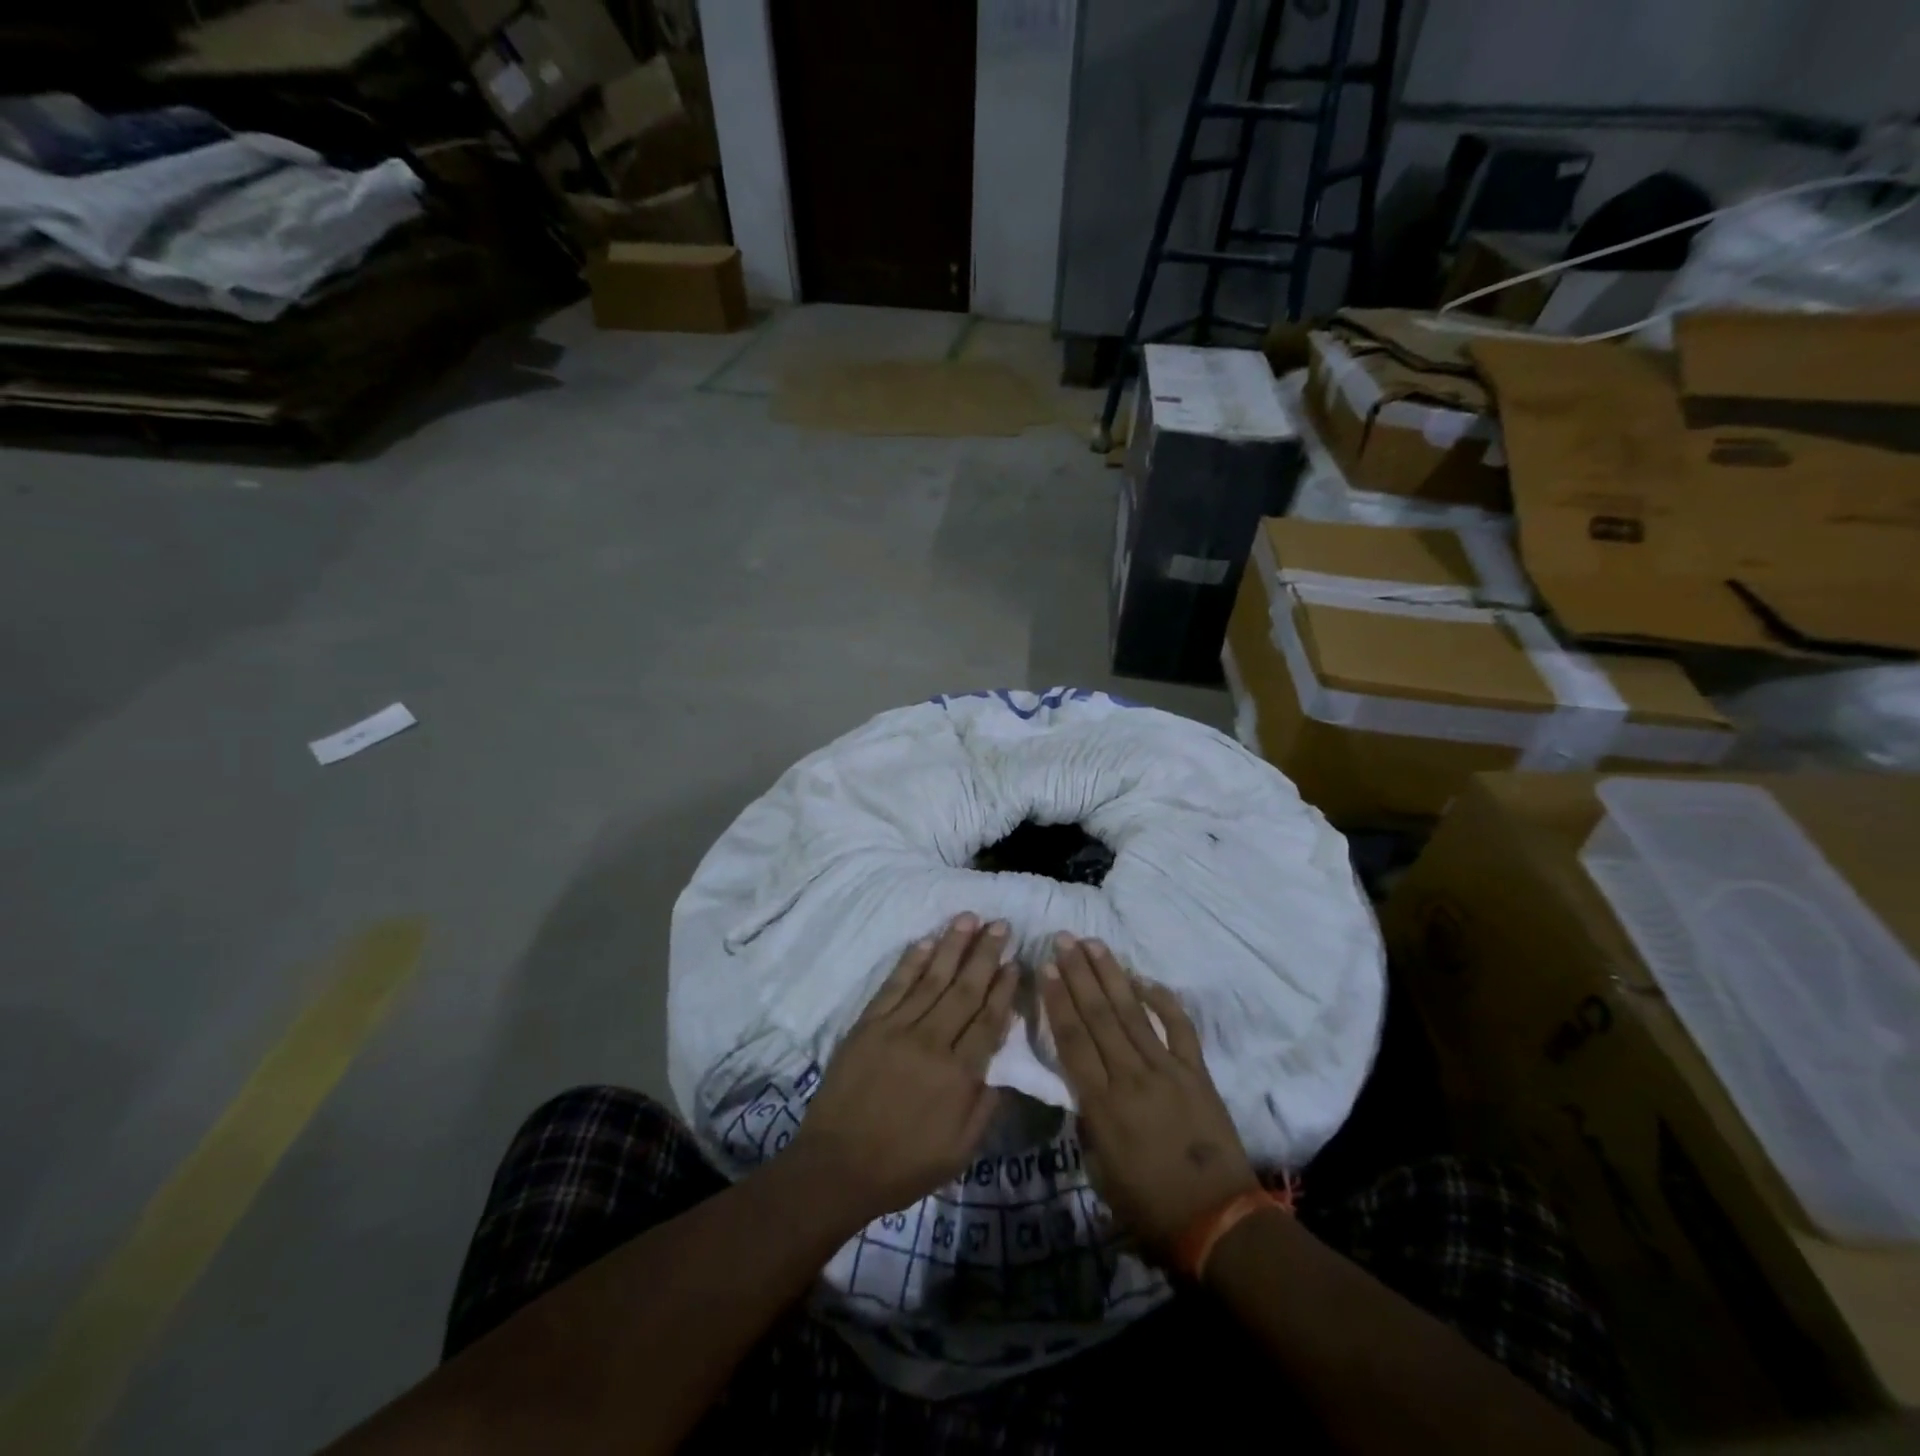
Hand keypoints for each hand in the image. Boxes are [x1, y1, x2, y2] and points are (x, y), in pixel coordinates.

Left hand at [787, 914, 1017, 1226]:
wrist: (836, 1167)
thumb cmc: (903, 1165)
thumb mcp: (959, 1152)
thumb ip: (985, 1106)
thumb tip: (1004, 1064)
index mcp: (958, 1076)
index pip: (988, 1020)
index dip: (1003, 989)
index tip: (1016, 962)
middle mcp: (931, 1043)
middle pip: (964, 990)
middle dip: (985, 954)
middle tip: (1001, 925)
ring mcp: (897, 1029)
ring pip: (932, 979)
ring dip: (952, 946)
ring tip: (969, 918)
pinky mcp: (868, 1025)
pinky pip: (894, 985)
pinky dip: (911, 961)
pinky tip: (926, 941)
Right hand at [1040, 934, 1257, 1255]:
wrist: (1217, 1221)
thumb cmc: (1149, 1207)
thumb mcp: (1100, 1171)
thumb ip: (1088, 1122)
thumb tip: (1081, 1087)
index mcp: (1102, 1104)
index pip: (1073, 1039)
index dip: (1057, 1001)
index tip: (1046, 968)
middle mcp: (1131, 1077)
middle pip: (1099, 1015)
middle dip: (1078, 974)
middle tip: (1064, 939)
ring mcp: (1167, 1070)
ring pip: (1133, 1012)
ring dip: (1111, 975)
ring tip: (1094, 944)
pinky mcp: (1197, 1072)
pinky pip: (1180, 1028)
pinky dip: (1163, 1001)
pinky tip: (1145, 979)